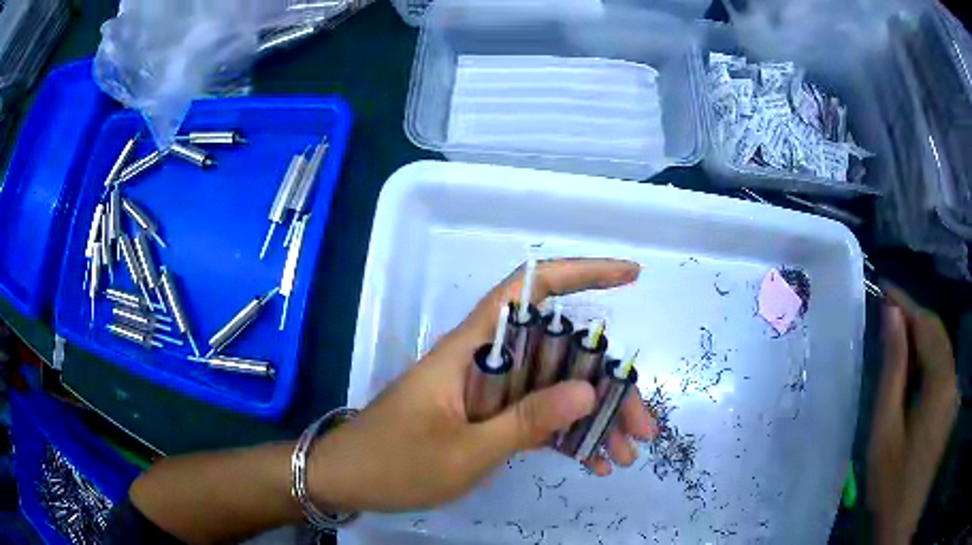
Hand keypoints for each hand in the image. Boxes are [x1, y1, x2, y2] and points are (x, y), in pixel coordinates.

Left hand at [309, 258, 654, 512]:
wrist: (347, 480)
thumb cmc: (395, 463)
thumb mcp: (464, 451)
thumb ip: (526, 421)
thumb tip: (589, 390)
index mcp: (471, 350)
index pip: (529, 291)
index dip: (581, 274)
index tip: (629, 276)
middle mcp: (484, 361)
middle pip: (559, 355)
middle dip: (609, 386)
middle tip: (643, 427)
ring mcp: (486, 391)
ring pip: (554, 390)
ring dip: (593, 419)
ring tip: (625, 453)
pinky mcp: (485, 417)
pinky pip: (534, 418)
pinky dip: (564, 437)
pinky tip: (591, 462)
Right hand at [866, 288, 957, 544]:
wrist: (901, 519)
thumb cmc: (890, 481)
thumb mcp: (885, 427)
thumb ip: (892, 369)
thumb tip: (891, 316)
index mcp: (940, 382)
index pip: (927, 325)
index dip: (906, 302)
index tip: (883, 285)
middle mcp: (952, 378)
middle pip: (937, 332)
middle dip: (914, 317)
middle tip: (885, 310)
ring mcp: (953, 392)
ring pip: (941, 348)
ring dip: (920, 336)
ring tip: (895, 334)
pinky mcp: (950, 404)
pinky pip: (942, 367)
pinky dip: (927, 356)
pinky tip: (911, 367)